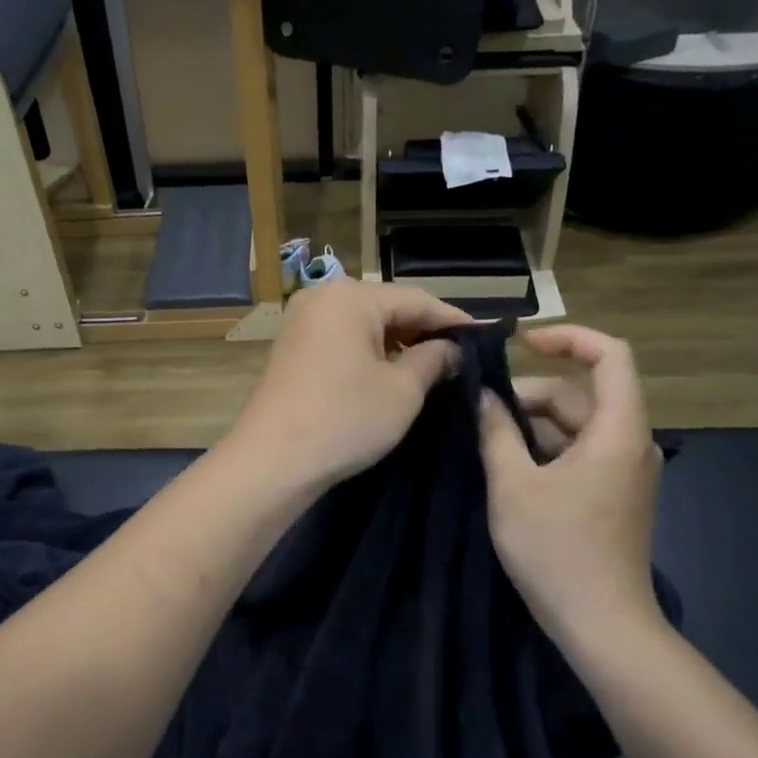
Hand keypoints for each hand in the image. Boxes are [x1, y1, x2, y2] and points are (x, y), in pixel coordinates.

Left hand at [227, 281, 469, 491]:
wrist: (272, 461)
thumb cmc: (345, 419)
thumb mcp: (402, 391)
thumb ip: (434, 360)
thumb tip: (452, 349)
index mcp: (350, 297)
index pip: (417, 299)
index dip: (453, 320)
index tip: (485, 339)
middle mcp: (322, 297)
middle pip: (388, 307)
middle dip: (424, 332)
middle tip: (461, 357)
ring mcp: (302, 321)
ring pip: (365, 324)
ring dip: (398, 344)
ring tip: (433, 369)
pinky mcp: (293, 347)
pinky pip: (343, 339)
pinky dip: (370, 353)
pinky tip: (392, 374)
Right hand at [477, 326, 664, 646]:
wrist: (602, 624)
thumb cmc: (556, 550)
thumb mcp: (513, 485)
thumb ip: (496, 432)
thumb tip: (483, 397)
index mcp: (617, 431)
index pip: (610, 355)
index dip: (568, 337)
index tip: (522, 342)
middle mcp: (630, 443)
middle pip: (583, 393)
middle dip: (531, 394)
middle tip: (482, 413)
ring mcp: (625, 471)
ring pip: (577, 424)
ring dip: (533, 424)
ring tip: (488, 442)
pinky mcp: (615, 493)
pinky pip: (581, 450)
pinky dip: (546, 448)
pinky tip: (510, 467)